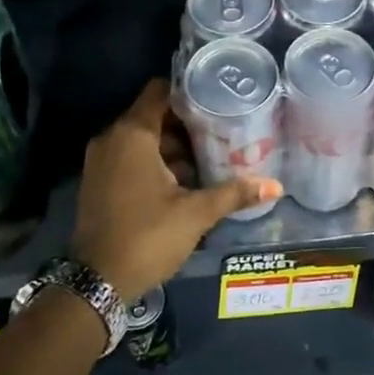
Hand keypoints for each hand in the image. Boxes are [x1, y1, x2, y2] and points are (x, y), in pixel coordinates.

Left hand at [71, 79, 280, 299]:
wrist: (97, 282)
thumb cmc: (148, 236)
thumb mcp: (196, 213)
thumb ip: (234, 193)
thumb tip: (276, 186)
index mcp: (132, 135)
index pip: (160, 92)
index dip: (188, 91)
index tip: (217, 99)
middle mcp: (111, 139)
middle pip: (153, 115)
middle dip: (186, 123)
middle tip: (222, 130)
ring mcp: (101, 161)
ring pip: (142, 139)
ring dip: (172, 146)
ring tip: (210, 156)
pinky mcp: (98, 182)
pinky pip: (130, 158)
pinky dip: (154, 162)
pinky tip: (184, 180)